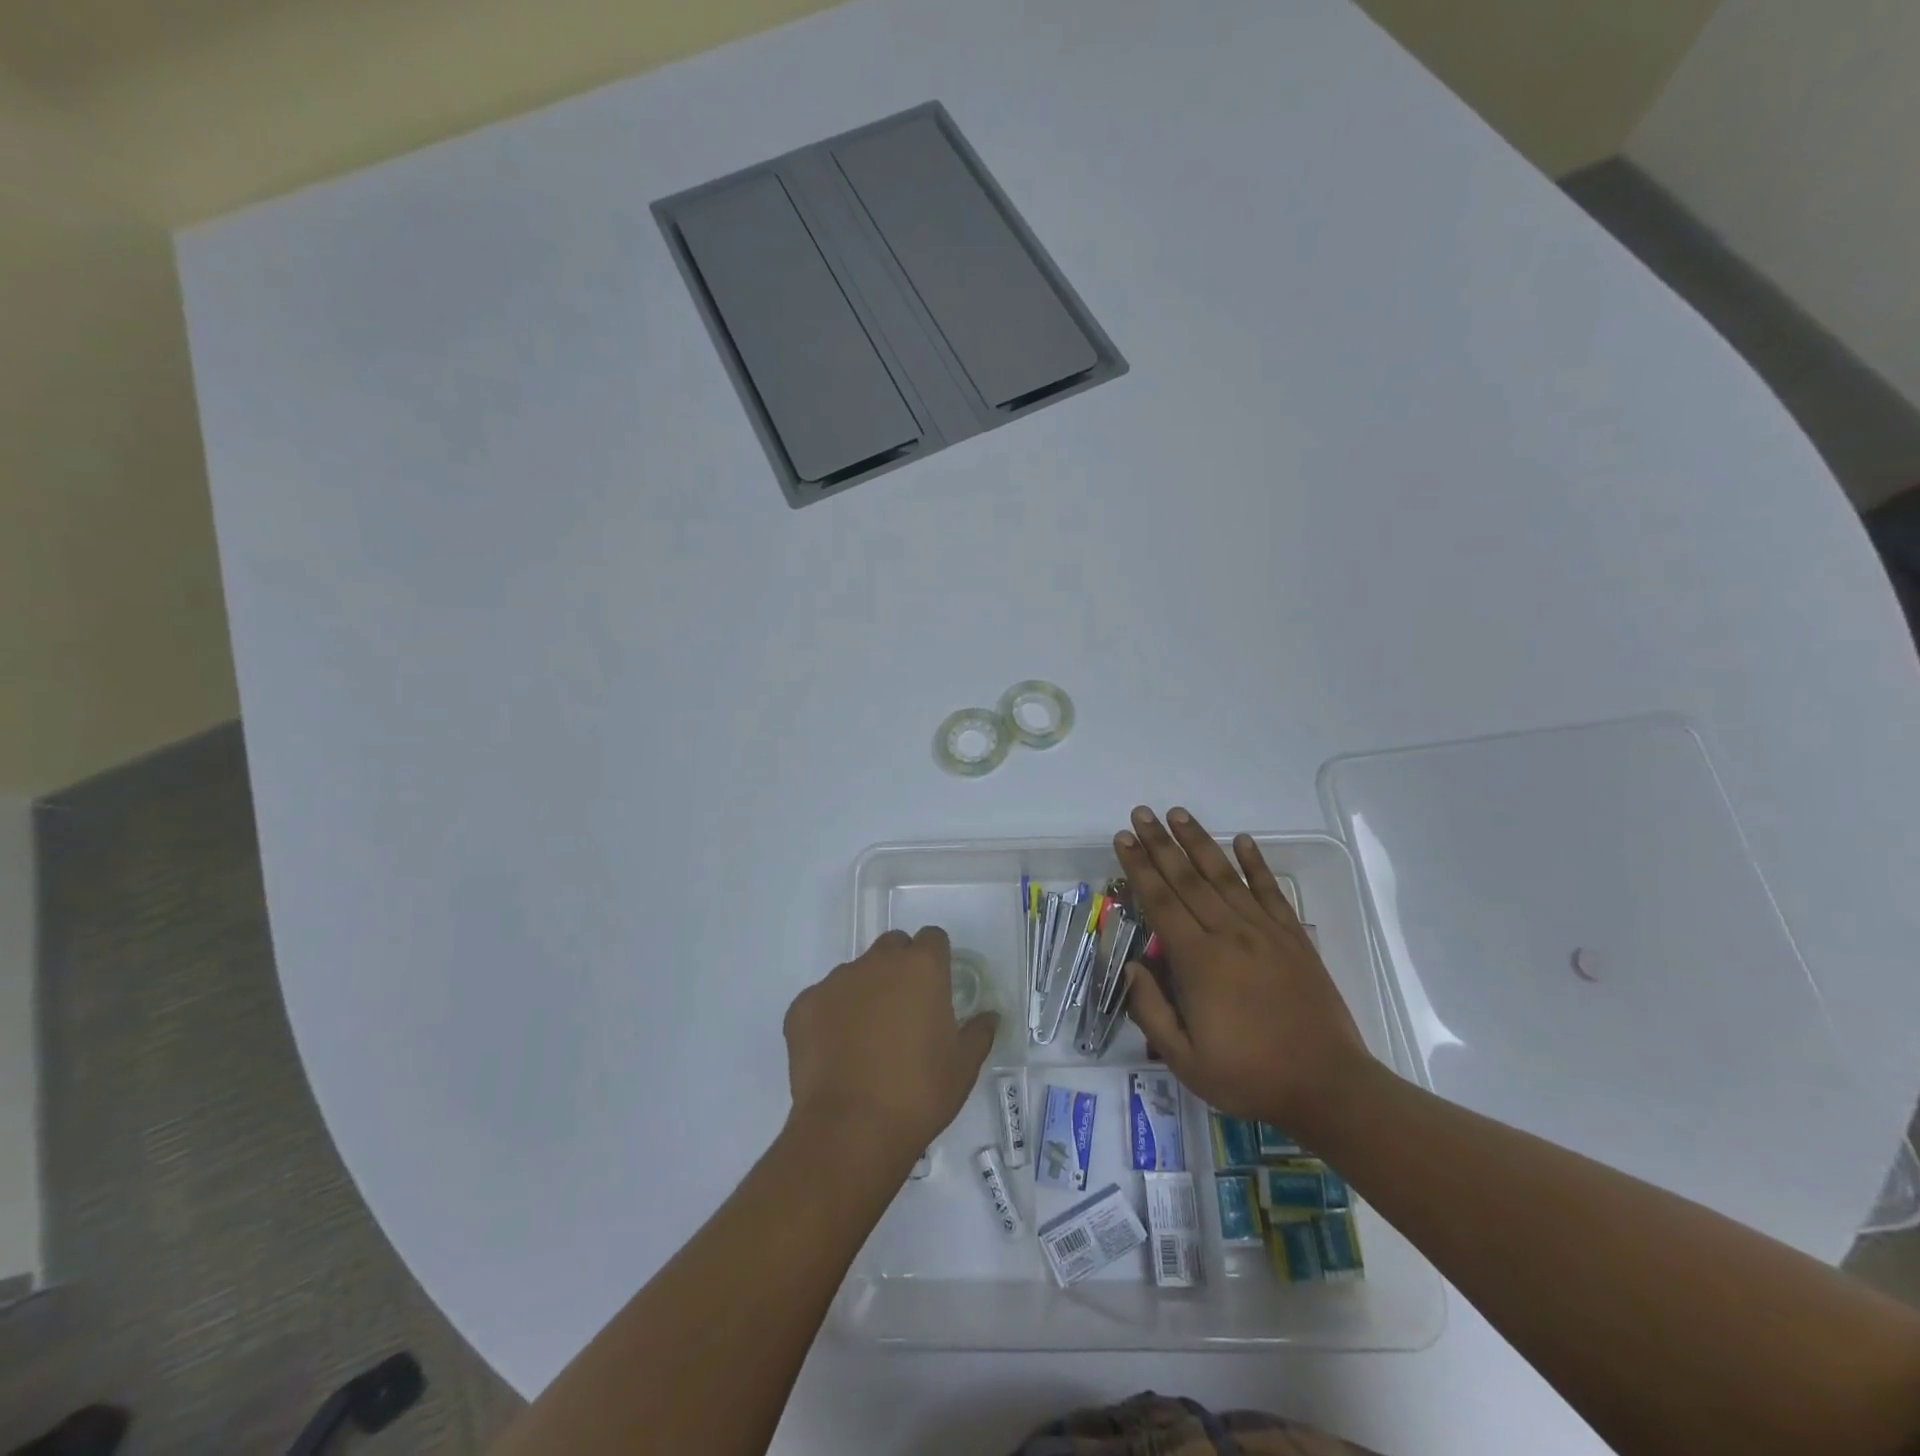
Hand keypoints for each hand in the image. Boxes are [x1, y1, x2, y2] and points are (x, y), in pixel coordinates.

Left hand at [783, 926, 997, 1166]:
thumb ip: (979, 1032)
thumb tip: (989, 1016)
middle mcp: (877, 962)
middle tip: (904, 1011)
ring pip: (856, 973)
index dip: (936, 959)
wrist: (851, 1130)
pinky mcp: (803, 1005)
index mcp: (921, 968)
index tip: (936, 988)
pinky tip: (836, 1053)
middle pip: (892, 947)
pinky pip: (823, 1000)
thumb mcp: (964, 1066)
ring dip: (865, 992)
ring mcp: (835, 981)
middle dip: (899, 967)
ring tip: (866, 1039)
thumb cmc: (919, 1093)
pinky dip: (831, 1017)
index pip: (932, 938)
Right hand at [1116, 806, 1369, 1134]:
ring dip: (1199, 842)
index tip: (1124, 839)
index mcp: (1199, 961)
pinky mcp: (1294, 938)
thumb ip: (1151, 1011)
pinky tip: (1243, 840)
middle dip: (1160, 843)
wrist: (1328, 1086)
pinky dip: (1256, 864)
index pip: (1161, 901)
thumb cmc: (1249, 1076)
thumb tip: (1132, 966)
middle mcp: (1229, 934)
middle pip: (1187, 879)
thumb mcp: (1184, 1060)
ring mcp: (1265, 932)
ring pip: (1225, 876)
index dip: (1139, 867)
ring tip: (1178, 814)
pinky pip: (1271, 891)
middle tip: (1141, 813)